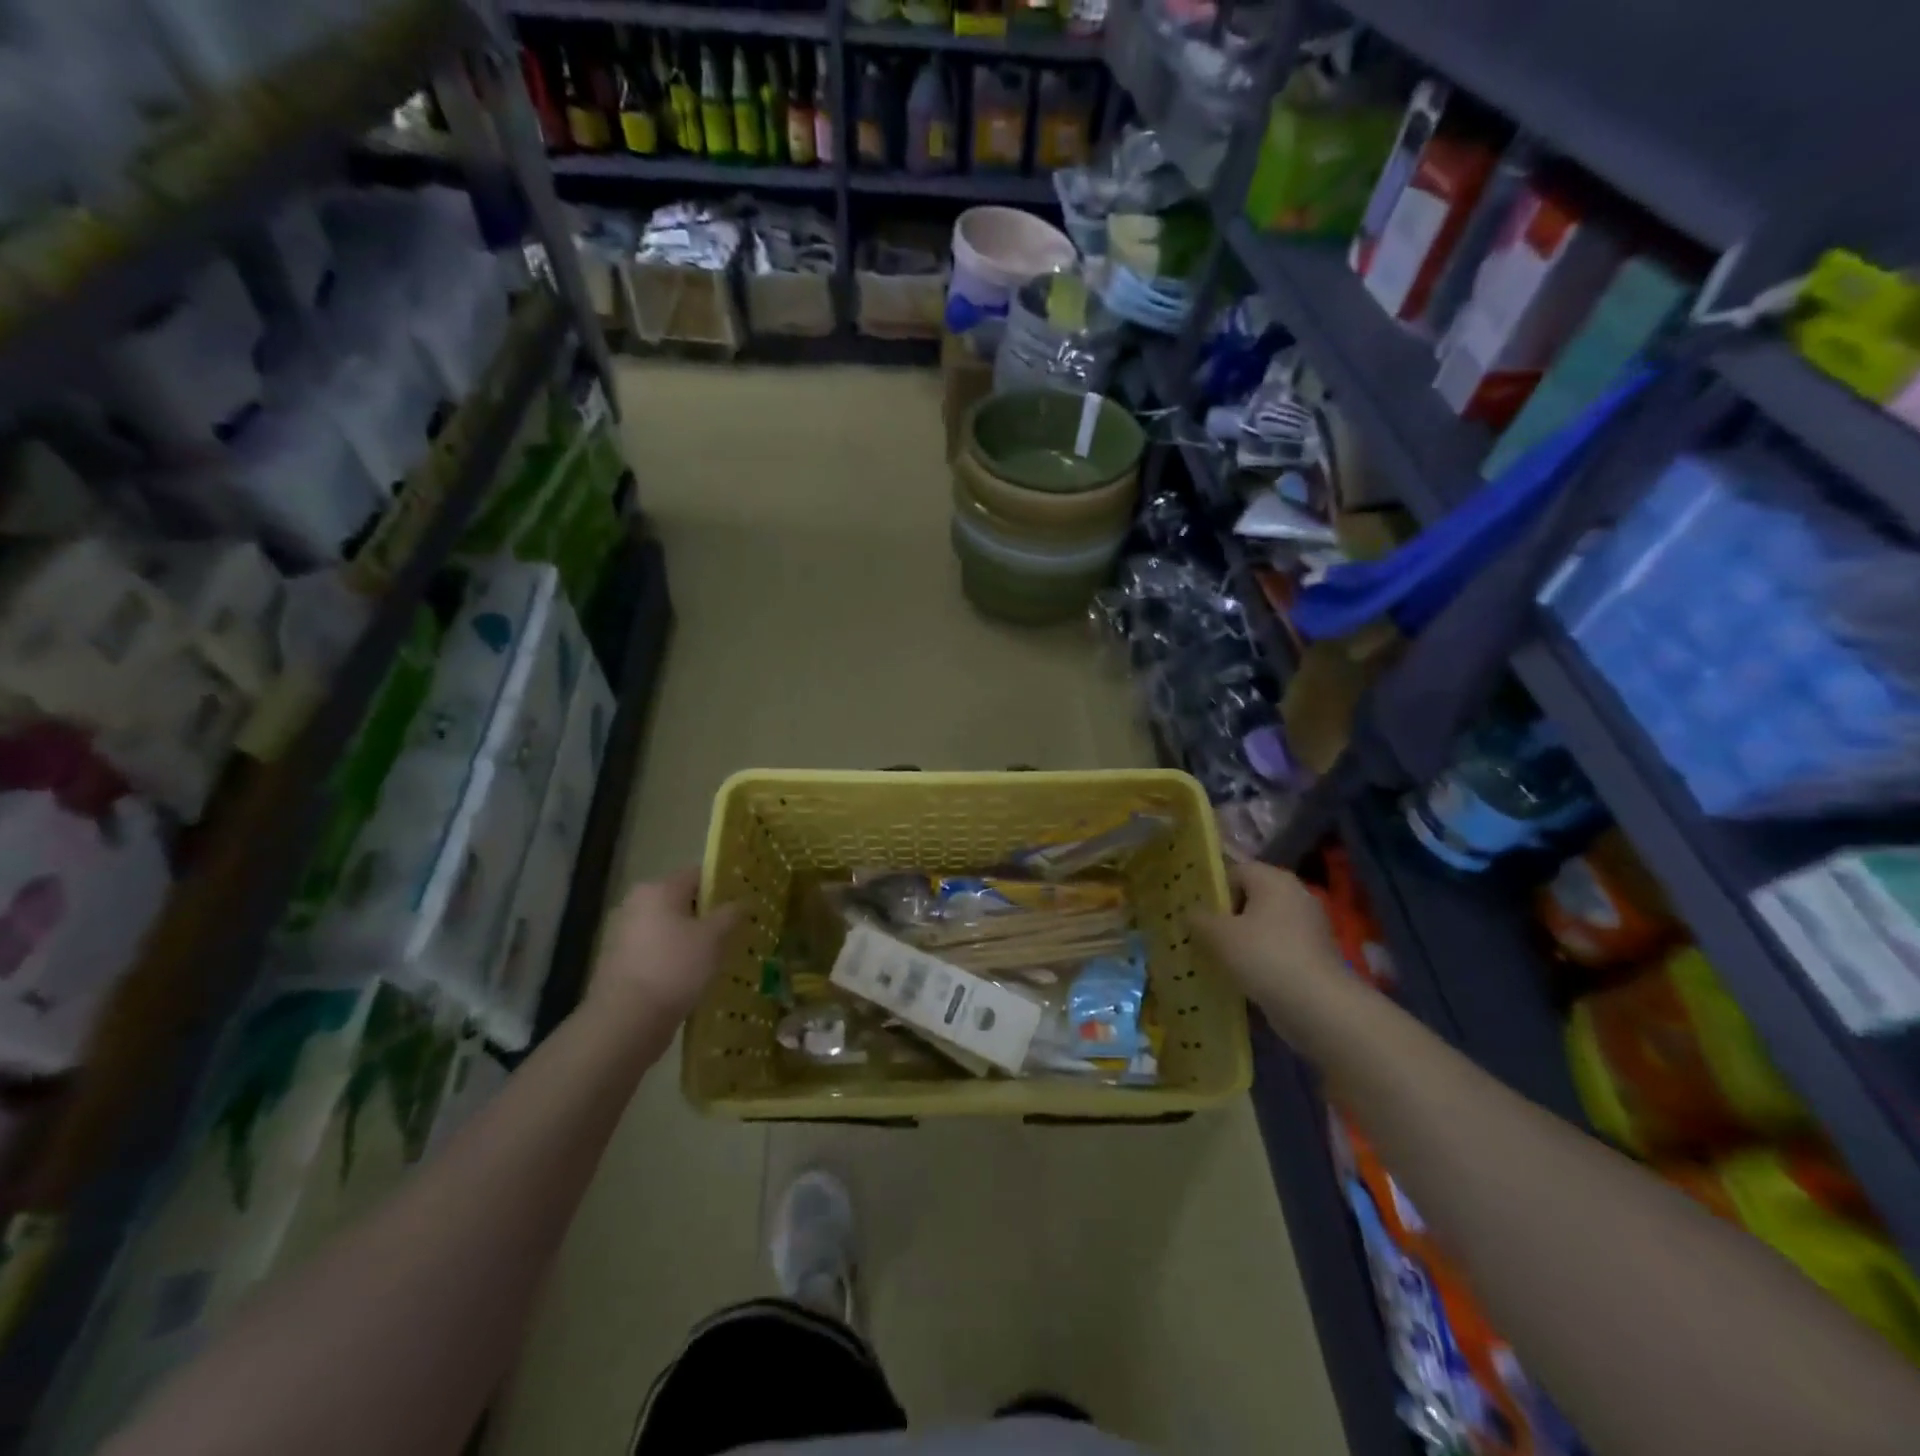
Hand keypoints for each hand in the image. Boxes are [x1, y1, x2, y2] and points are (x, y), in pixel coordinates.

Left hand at [589, 868, 742, 1025]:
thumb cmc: (674, 967)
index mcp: (658, 889)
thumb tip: (744, 901)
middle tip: (734, 931)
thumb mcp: (714, 937)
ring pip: (669, 926)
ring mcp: (624, 932)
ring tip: (717, 956)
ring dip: (690, 937)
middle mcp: (636, 903)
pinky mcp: (619, 960)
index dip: (723, 886)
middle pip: (682, 900)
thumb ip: (731, 913)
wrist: (626, 1020)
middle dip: (707, 914)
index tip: (743, 904)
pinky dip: (674, 955)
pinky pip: (656, 948)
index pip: (698, 874)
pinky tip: (692, 974)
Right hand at [1193, 862, 1357, 1053]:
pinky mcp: (1316, 954)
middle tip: (1202, 936)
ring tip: (1218, 959)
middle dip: (1226, 917)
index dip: (1212, 890)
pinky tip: (1244, 976)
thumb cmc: (1263, 956)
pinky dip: (1261, 958)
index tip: (1195, 914)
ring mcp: (1310, 926)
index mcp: (1273, 879)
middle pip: (1250, 898)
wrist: (1317, 1006)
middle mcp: (1295, 894)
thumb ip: (1198, 919)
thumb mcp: (1218, 935)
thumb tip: (1190, 912)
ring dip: (1243, 939)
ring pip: (1264, 925)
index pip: (1235, 871)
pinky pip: (1278, 947)